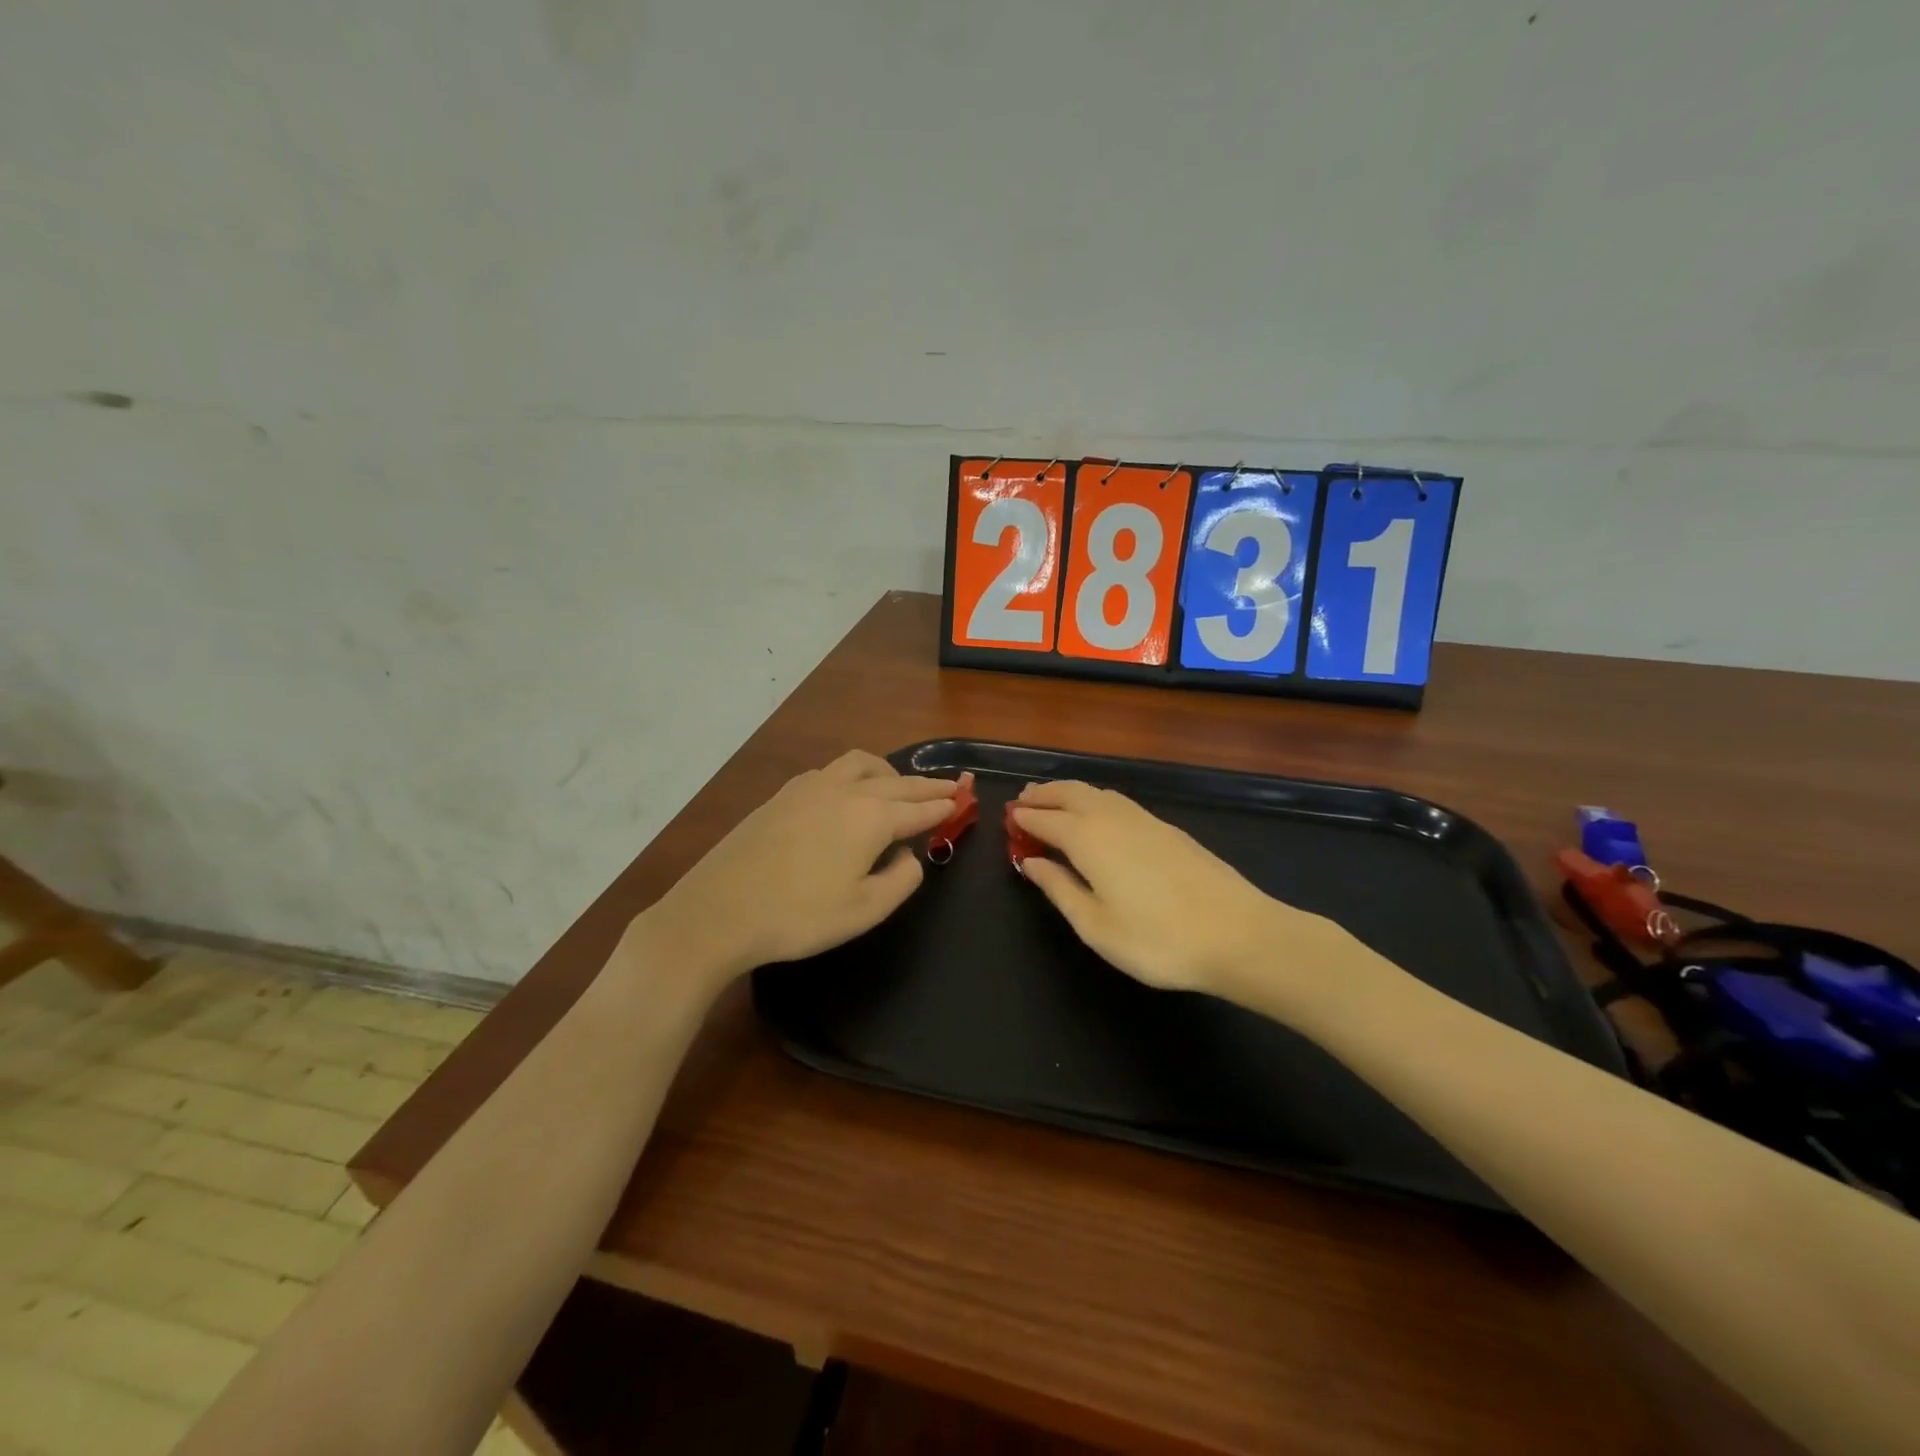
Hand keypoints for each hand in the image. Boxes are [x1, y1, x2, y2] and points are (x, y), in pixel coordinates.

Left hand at [634, 750, 958, 992]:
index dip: (944, 805)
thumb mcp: (865, 910)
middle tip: (949, 786)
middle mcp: (846, 791)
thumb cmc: (798, 916)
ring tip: (899, 784)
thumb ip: (901, 879)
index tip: (963, 799)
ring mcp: (810, 787)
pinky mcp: (783, 794)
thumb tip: (910, 855)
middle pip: (897, 782)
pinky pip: (833, 770)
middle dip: (926, 785)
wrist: (719, 911)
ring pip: (862, 764)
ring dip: (889, 772)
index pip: (919, 808)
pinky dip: (857, 774)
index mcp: (871, 818)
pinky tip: (849, 791)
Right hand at [1011, 780, 1341, 1004]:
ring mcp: (1144, 819)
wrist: (1239, 934)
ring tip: (1053, 802)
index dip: (1023, 819)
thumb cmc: (1157, 939)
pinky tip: (1098, 816)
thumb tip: (1031, 863)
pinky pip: (1118, 801)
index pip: (1044, 819)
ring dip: (1069, 792)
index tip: (1007, 821)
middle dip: (1043, 795)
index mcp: (1087, 838)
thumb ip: (1059, 889)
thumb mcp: (1095, 926)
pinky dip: (1094, 800)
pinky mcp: (1167, 828)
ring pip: (1096, 792)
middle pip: (1069, 793)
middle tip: (1023, 802)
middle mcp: (1112, 817)